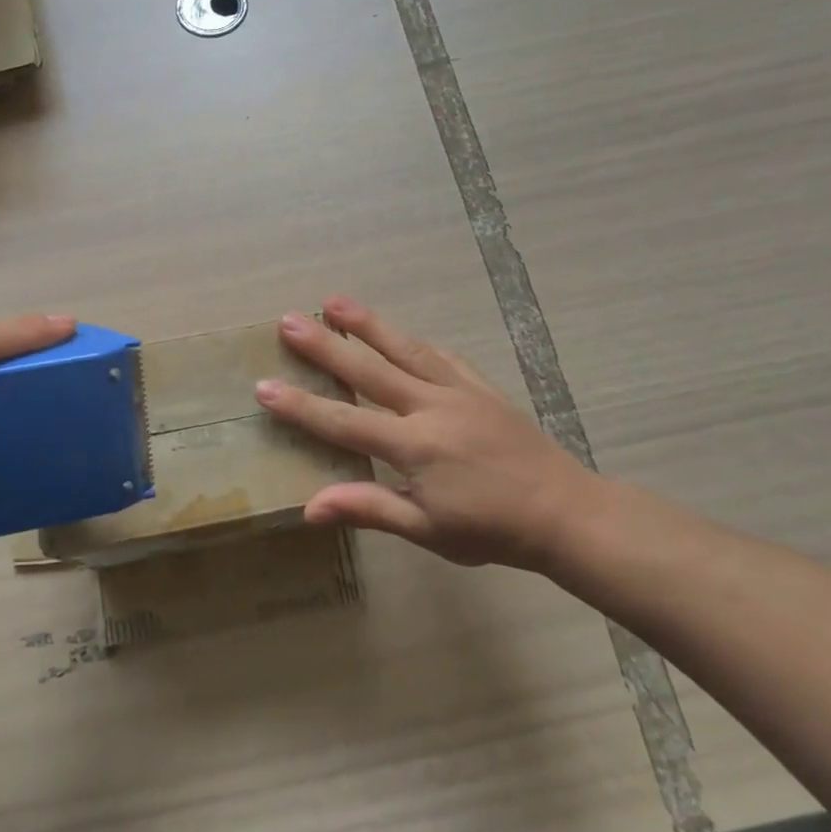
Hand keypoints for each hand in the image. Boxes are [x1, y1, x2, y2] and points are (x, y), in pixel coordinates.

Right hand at [254, 298, 605, 568]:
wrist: (566, 513)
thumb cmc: (492, 530)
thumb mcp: (428, 530)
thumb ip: (370, 509)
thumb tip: (311, 507)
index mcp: (414, 446)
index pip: (344, 423)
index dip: (301, 406)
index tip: (264, 386)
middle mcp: (431, 408)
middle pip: (368, 371)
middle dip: (325, 347)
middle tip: (289, 321)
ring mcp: (459, 392)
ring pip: (405, 350)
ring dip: (367, 325)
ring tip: (334, 301)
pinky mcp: (482, 388)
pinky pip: (443, 357)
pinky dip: (416, 343)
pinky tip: (401, 334)